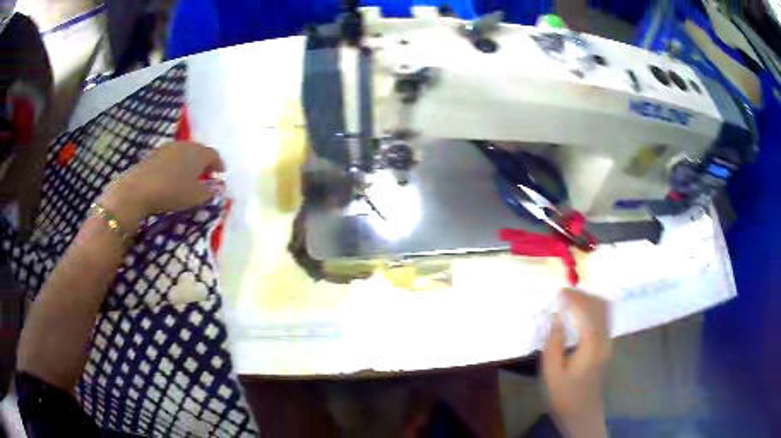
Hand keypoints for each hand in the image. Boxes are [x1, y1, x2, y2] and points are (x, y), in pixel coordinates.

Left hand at [100, 142, 224, 228]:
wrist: (139, 189)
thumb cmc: (172, 192)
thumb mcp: (195, 197)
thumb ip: (210, 191)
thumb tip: (220, 187)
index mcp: (199, 153)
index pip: (214, 155)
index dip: (219, 163)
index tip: (221, 172)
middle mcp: (185, 145)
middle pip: (199, 151)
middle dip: (204, 161)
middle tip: (206, 174)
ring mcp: (168, 147)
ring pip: (184, 152)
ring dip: (189, 162)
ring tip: (189, 175)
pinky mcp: (155, 153)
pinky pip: (171, 156)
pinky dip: (175, 164)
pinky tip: (172, 175)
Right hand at [542, 288, 610, 437]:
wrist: (582, 412)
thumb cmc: (564, 395)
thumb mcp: (552, 372)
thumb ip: (554, 343)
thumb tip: (555, 317)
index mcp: (591, 346)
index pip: (587, 312)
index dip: (574, 298)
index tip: (558, 293)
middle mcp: (605, 339)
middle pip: (600, 306)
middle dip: (583, 295)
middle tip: (563, 294)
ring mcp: (608, 341)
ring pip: (605, 309)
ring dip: (589, 299)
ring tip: (571, 299)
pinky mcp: (607, 344)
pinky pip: (605, 317)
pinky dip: (594, 307)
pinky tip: (581, 311)